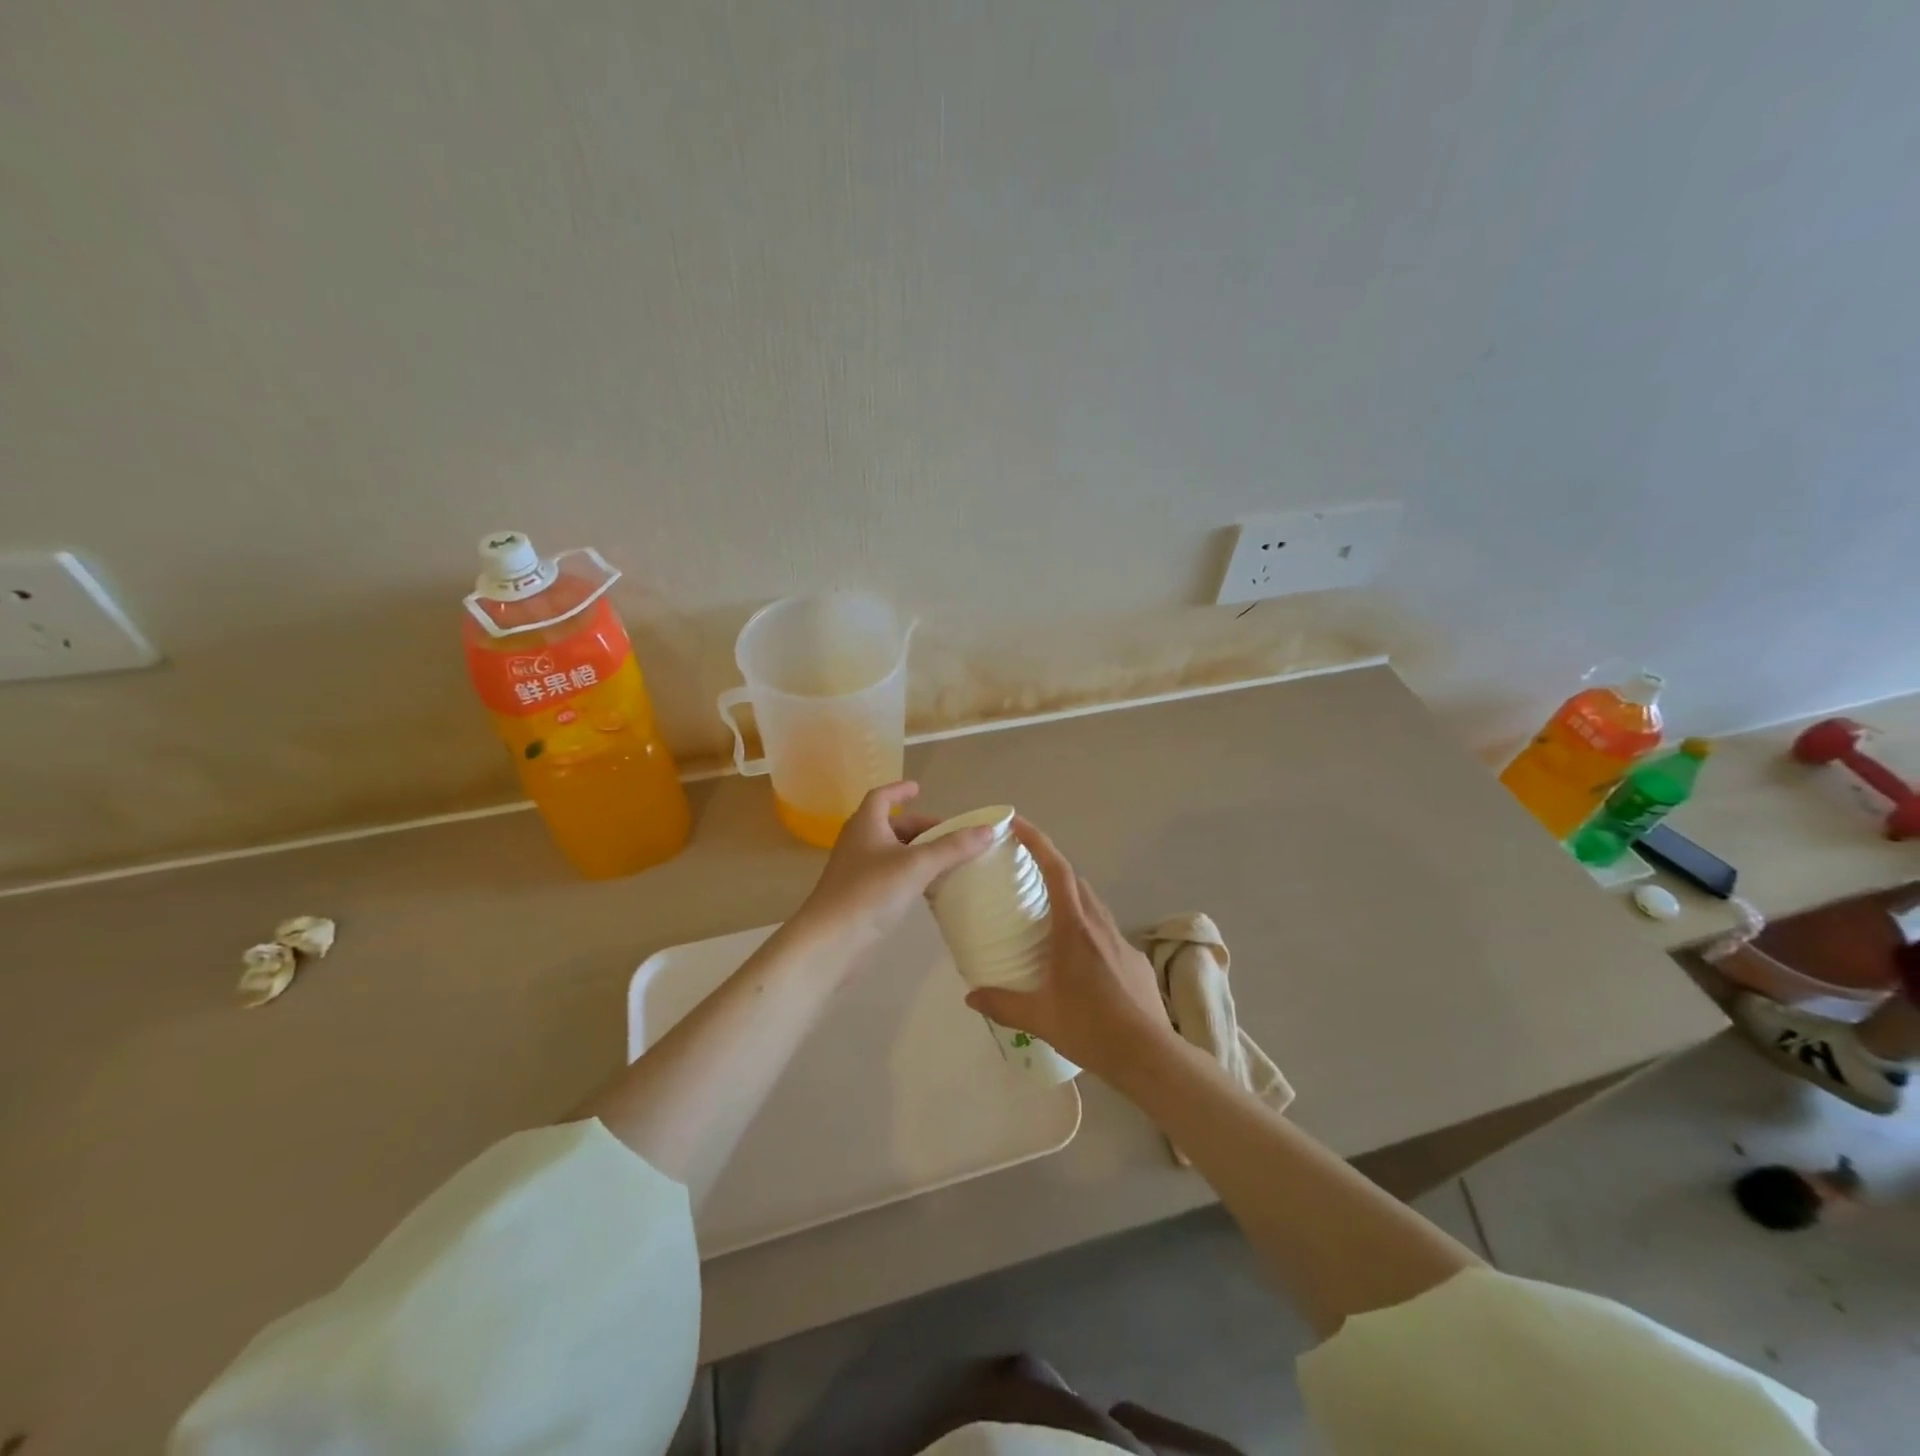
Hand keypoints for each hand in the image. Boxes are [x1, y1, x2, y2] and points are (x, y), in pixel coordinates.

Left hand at [791, 782, 994, 958]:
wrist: (831, 941)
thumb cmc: (871, 892)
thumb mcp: (917, 865)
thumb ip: (952, 847)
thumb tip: (987, 830)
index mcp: (866, 824)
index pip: (882, 797)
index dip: (900, 791)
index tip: (919, 789)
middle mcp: (858, 842)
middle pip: (890, 825)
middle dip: (919, 826)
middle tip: (948, 834)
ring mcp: (856, 871)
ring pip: (890, 851)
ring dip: (915, 851)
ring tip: (944, 858)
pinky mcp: (859, 896)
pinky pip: (889, 874)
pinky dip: (909, 873)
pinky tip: (927, 887)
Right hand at [965, 818, 1178, 1079]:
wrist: (1149, 1054)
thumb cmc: (1091, 1027)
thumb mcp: (1040, 1018)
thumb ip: (1002, 1004)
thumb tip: (970, 997)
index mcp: (1074, 927)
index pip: (1057, 870)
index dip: (1038, 842)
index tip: (1017, 823)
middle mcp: (1099, 924)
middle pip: (1075, 880)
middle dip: (1050, 866)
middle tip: (1024, 870)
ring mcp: (1120, 940)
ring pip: (1092, 903)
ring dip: (1070, 895)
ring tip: (1046, 911)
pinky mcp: (1134, 958)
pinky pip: (1105, 929)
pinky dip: (1087, 926)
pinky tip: (1077, 955)